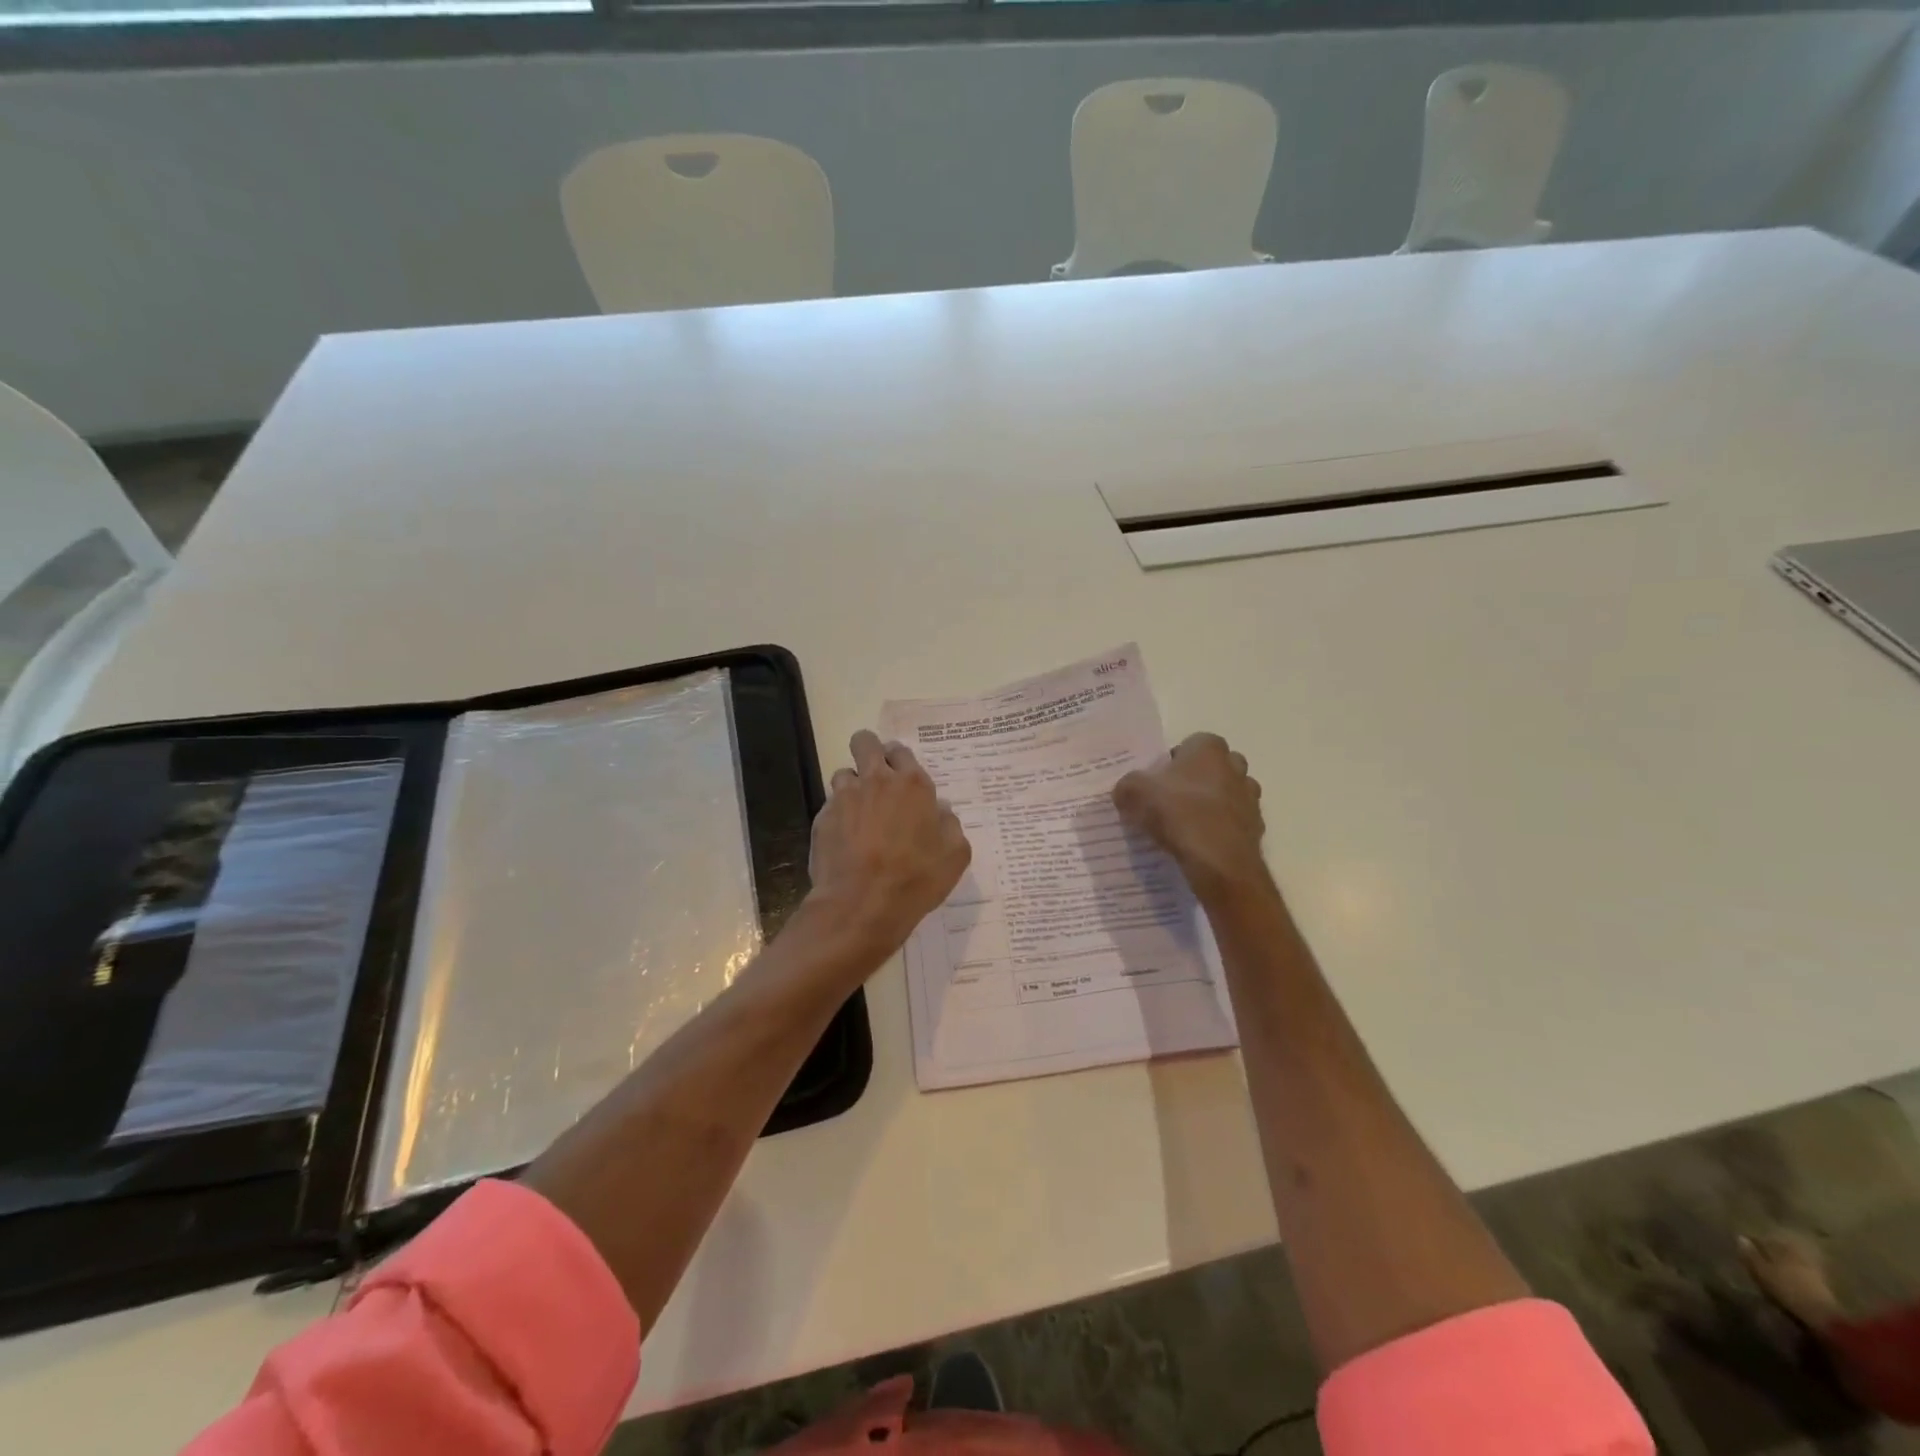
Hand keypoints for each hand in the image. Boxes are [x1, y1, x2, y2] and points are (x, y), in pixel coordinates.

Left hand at [808, 730, 971, 962]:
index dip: (900, 760)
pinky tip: (846, 838)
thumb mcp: (955, 855)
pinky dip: (839, 814)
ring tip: (860, 811)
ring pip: (844, 773)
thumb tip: (940, 810)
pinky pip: (831, 804)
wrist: (862, 904)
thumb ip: (950, 825)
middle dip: (869, 749)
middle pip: (865, 742)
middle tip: (876, 774)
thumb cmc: (916, 878)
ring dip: (852, 785)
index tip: (902, 775)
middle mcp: (876, 781)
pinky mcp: (823, 818)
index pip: (902, 751)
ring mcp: (845, 797)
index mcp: (912, 785)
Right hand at [1112, 732, 1266, 901]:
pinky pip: (1233, 822)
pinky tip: (1200, 844)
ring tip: (1185, 825)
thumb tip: (1125, 791)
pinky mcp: (1257, 828)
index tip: (1157, 782)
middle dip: (1195, 780)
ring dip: (1210, 804)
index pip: (1190, 744)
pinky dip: (1220, 829)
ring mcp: (1250, 798)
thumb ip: (1127, 786)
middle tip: (1171, 800)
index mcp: (1209, 748)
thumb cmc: (1179, 813)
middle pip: (1213, 767)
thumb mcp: (1135, 793)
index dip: (1172, 762)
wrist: (1219, 861)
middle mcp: (1235, 767)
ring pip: (1227, 794)